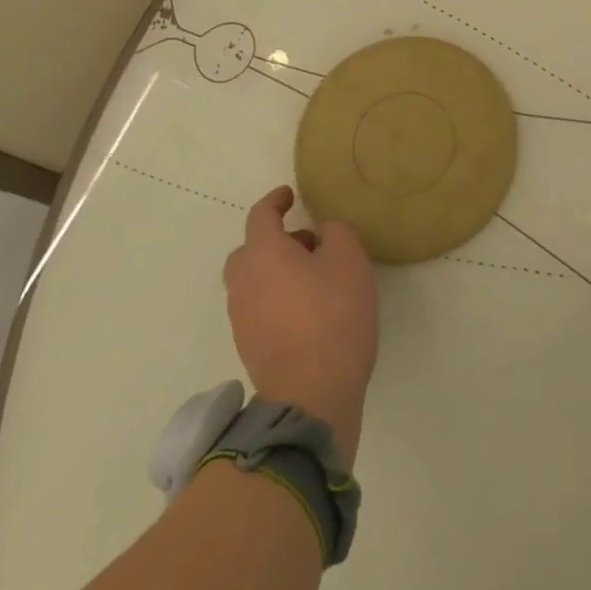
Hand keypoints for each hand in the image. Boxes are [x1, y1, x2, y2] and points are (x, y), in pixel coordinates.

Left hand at [223, 187, 378, 466]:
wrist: (311, 394)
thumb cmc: (332, 316)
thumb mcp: (349, 261)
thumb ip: (336, 233)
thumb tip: (323, 232)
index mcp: (263, 253)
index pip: (260, 215)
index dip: (275, 200)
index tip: (289, 195)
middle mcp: (243, 281)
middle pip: (250, 250)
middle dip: (275, 240)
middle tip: (308, 243)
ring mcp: (241, 317)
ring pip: (253, 280)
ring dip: (276, 271)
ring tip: (313, 278)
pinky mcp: (249, 345)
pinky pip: (258, 307)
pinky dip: (276, 298)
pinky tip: (306, 310)